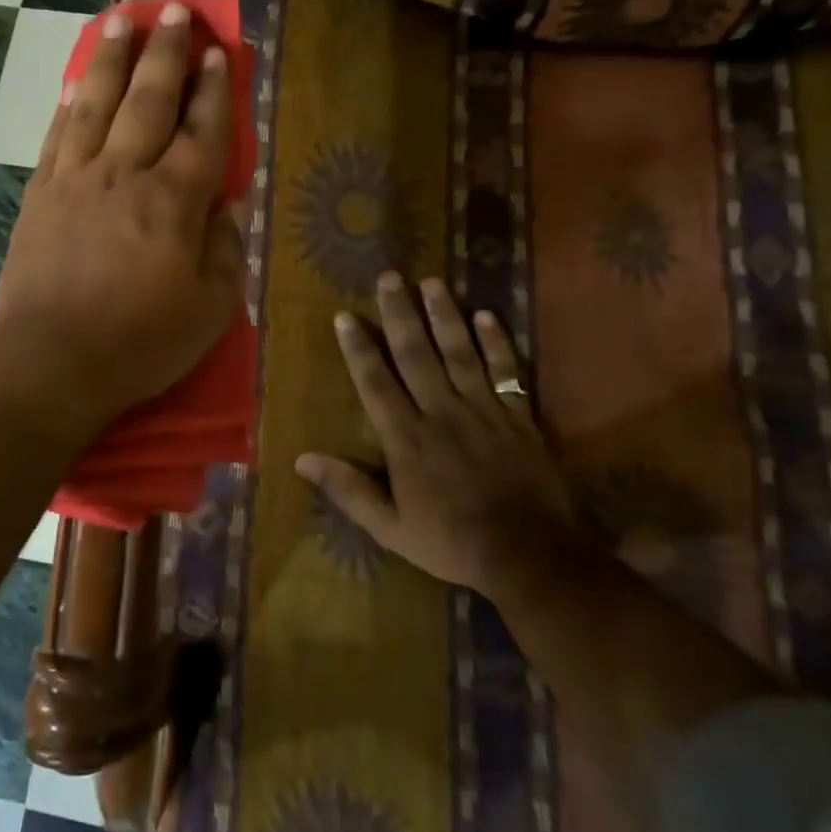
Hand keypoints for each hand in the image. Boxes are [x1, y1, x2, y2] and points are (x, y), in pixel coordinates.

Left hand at [0, 2, 243, 434]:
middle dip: (165, 53)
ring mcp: (75, 180)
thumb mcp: (210, 310)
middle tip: (173, 11)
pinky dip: (69, 105)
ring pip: (96, 104)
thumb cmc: (140, 343)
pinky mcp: (39, 196)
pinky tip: (74, 84)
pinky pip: (57, 136)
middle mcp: (124, 175)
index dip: (213, 90)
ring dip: (112, 60)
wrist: (50, 362)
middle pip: (148, 101)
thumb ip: (224, 250)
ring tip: (121, 21)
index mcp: (174, 202)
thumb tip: (227, 206)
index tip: (218, 53)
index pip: (201, 132)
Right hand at [296, 274, 576, 592]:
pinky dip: (497, 342)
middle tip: (390, 277)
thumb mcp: (390, 527)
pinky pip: (506, 371)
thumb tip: (302, 459)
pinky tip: (487, 315)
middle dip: (400, 314)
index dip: (358, 348)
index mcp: (407, 438)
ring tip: (432, 281)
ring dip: (444, 315)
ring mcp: (482, 410)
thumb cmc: (451, 541)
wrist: (528, 554)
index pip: (376, 383)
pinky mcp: (517, 416)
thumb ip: (348, 490)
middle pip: (416, 354)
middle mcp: (441, 412)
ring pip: (459, 352)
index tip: (345, 316)